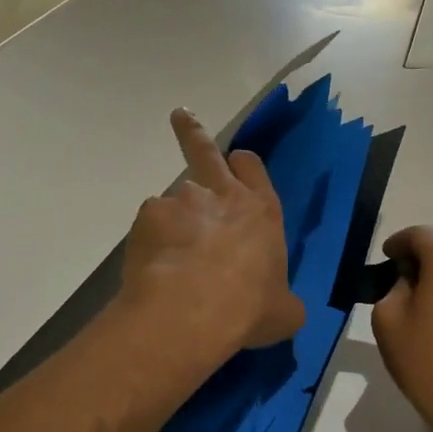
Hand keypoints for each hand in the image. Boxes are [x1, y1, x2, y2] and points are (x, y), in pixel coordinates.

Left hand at [119, 110, 306, 359]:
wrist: (192, 314)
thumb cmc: (249, 309)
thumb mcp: (284, 312)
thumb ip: (283, 300)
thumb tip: (284, 308)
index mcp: (262, 211)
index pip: (253, 167)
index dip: (244, 164)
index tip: (236, 164)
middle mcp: (223, 195)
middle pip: (206, 149)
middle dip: (193, 131)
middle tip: (181, 117)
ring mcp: (182, 201)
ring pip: (174, 199)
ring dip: (173, 220)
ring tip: (170, 258)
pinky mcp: (148, 217)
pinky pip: (149, 226)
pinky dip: (151, 243)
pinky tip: (154, 270)